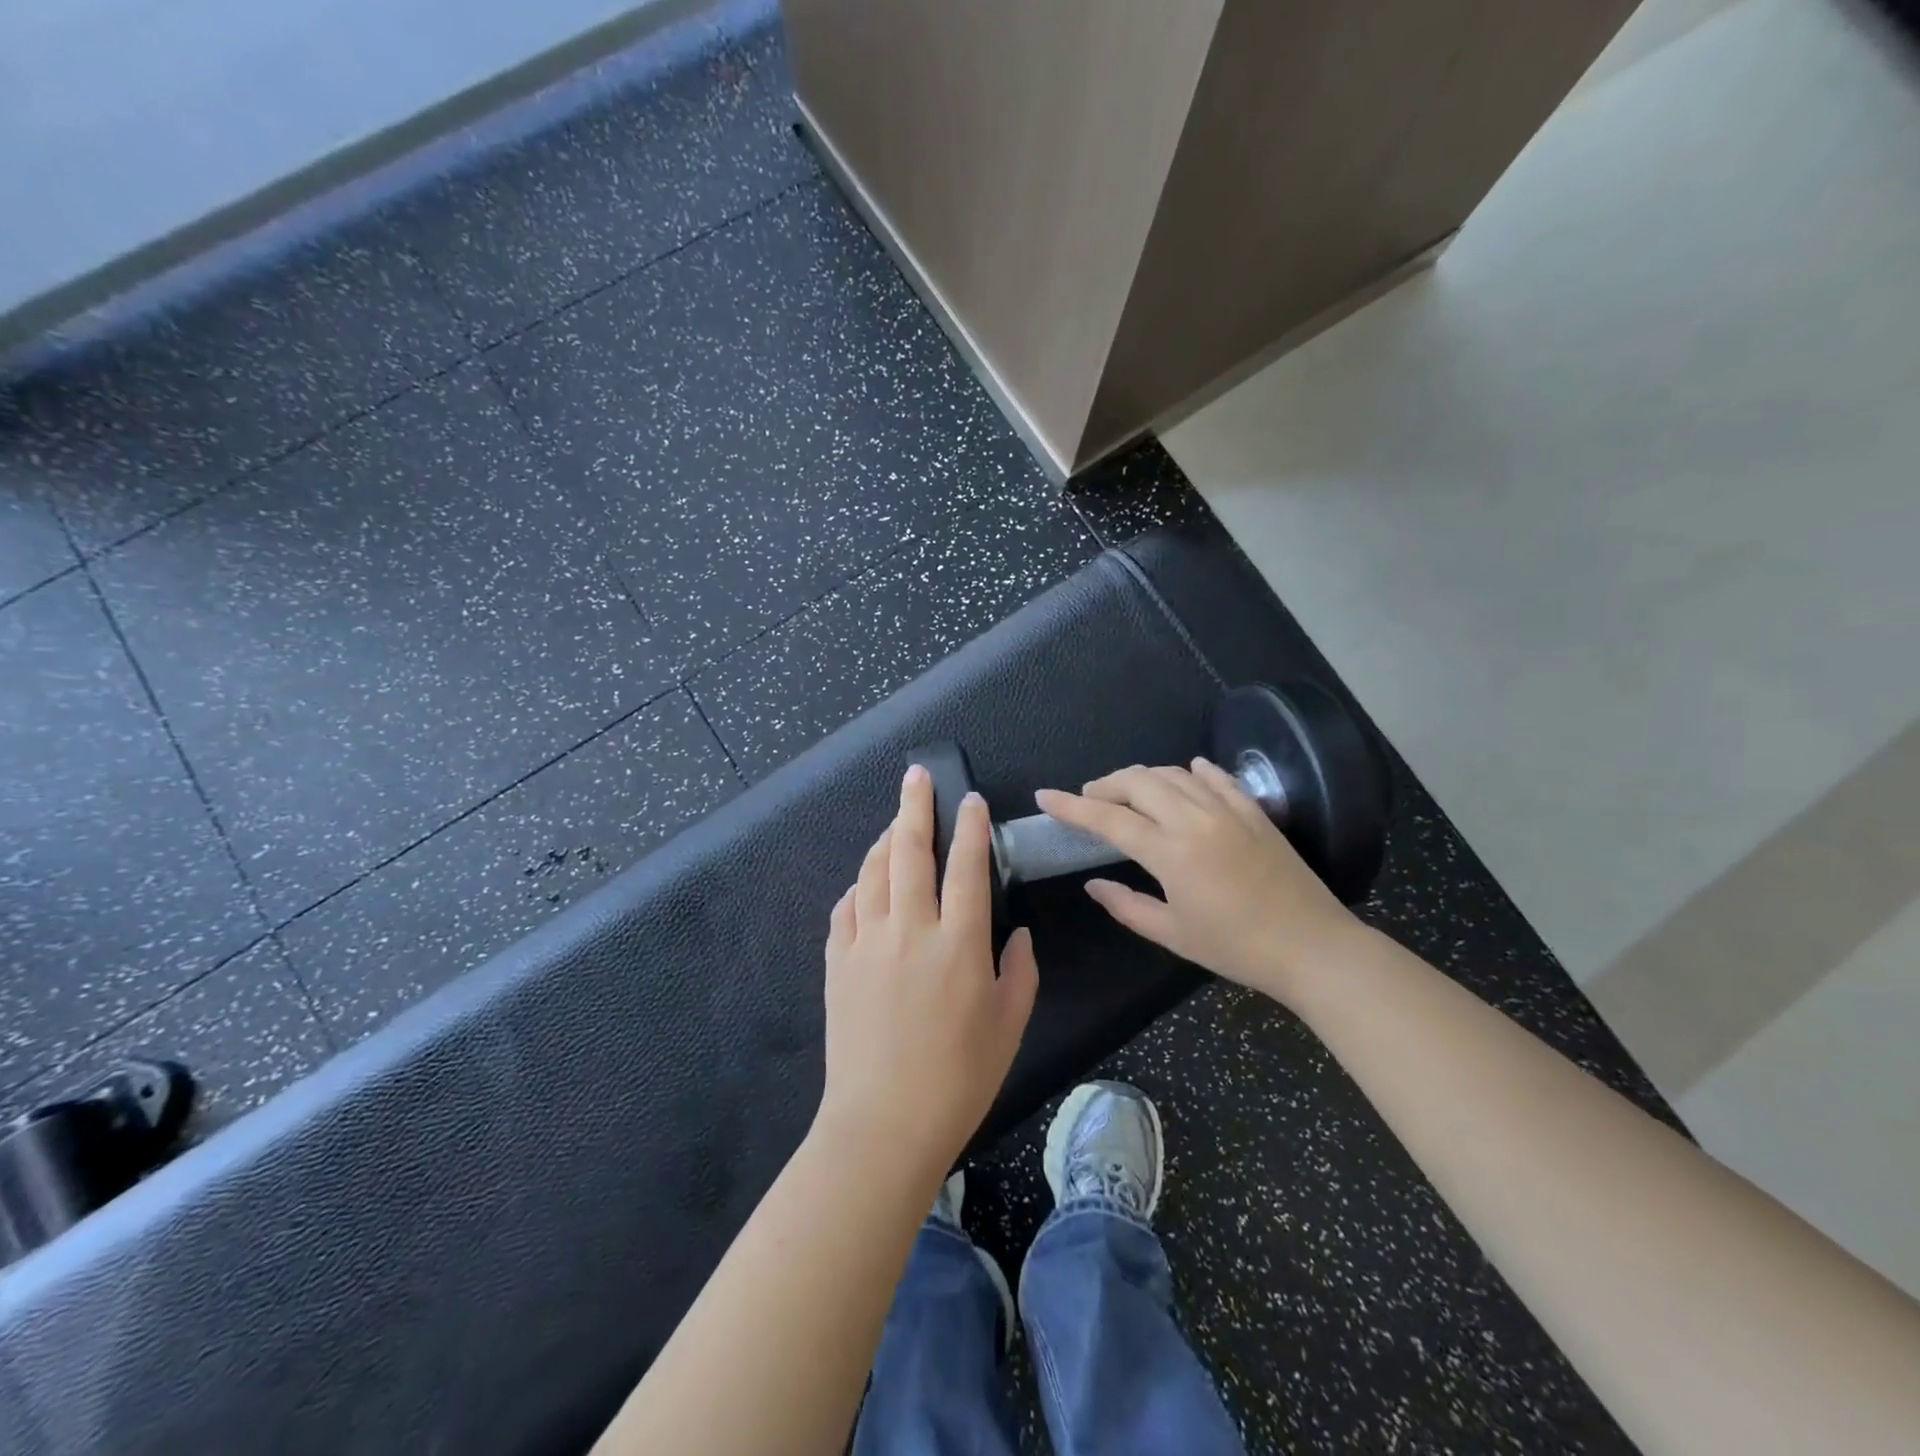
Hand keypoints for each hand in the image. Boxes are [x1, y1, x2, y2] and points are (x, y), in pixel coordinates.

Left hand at [818, 764, 1038, 1171]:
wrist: (883, 1123)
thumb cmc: (958, 1078)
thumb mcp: (1009, 1026)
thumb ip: (1019, 972)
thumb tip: (1016, 936)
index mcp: (959, 943)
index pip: (966, 866)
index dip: (970, 827)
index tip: (970, 800)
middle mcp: (910, 929)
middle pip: (911, 850)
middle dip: (915, 806)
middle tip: (916, 776)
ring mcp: (866, 942)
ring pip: (873, 871)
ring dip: (886, 840)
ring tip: (896, 823)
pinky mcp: (836, 962)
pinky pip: (845, 908)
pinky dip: (858, 887)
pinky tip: (866, 885)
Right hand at [1035, 759, 1359, 1004]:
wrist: (1312, 947)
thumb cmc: (1236, 948)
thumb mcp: (1173, 934)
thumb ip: (1126, 905)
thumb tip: (1093, 884)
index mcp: (1170, 852)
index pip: (1108, 818)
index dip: (1071, 806)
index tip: (1044, 796)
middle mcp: (1195, 819)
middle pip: (1138, 782)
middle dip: (1105, 785)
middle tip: (1089, 799)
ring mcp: (1228, 810)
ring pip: (1173, 774)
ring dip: (1142, 777)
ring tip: (1128, 793)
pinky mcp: (1254, 811)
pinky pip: (1217, 778)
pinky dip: (1193, 772)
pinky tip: (1186, 773)